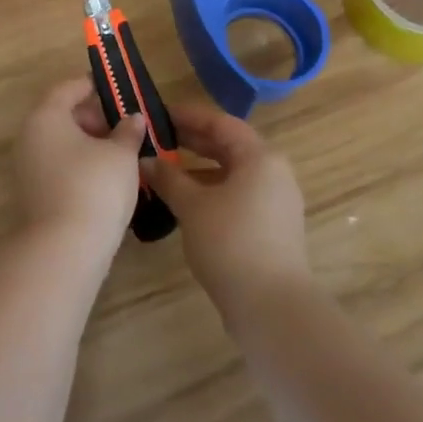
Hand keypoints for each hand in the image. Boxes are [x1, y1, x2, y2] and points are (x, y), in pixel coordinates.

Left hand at [14, 79, 147, 253]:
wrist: (64, 250)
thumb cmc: (94, 187)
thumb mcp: (121, 154)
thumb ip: (128, 131)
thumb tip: (133, 118)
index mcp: (46, 117)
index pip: (67, 88)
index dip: (92, 85)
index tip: (116, 90)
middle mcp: (30, 138)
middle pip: (62, 116)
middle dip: (95, 118)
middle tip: (125, 127)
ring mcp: (28, 169)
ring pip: (62, 144)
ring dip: (90, 145)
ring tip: (122, 154)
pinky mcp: (35, 196)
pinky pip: (60, 167)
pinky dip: (81, 166)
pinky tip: (107, 180)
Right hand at [141, 103, 310, 321]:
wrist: (272, 307)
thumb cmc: (231, 243)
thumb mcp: (192, 206)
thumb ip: (168, 178)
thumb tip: (145, 161)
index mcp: (260, 157)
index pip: (220, 123)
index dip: (188, 116)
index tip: (159, 114)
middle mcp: (273, 172)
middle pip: (229, 146)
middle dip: (193, 141)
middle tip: (159, 138)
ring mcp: (276, 201)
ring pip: (233, 172)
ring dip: (200, 168)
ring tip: (166, 170)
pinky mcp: (273, 227)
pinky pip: (239, 194)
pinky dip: (213, 190)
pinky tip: (186, 201)